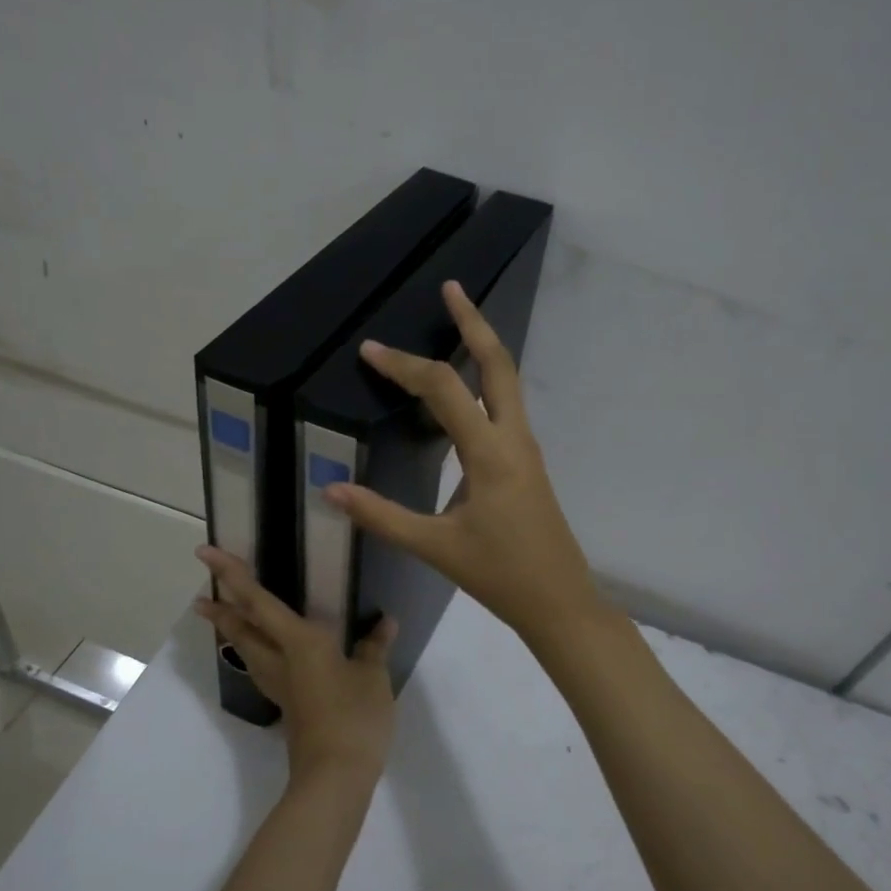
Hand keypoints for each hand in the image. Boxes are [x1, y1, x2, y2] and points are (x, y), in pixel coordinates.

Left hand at [194, 545, 399, 784]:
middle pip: (241, 629)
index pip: (258, 602)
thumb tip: (385, 621)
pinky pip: (262, 667)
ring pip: (247, 650)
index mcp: (299, 642)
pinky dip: (254, 651)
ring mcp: (280, 685)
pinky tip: (266, 653)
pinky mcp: (288, 705)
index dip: (232, 576)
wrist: (335, 776)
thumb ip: (375, 646)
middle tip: (202, 594)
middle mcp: (280, 659)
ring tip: (222, 617)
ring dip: (232, 631)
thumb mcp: (372, 676)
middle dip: (221, 609)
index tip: (205, 554)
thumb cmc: (353, 717)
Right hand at [323, 280, 601, 646]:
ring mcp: (525, 449)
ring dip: (482, 348)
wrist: (559, 601)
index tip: (370, 351)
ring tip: (456, 323)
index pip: (442, 390)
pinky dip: (484, 382)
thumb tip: (331, 490)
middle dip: (473, 323)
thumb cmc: (500, 575)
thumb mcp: (435, 547)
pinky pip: (504, 407)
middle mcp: (513, 438)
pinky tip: (462, 391)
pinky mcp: (526, 463)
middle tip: (451, 288)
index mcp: (490, 453)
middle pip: (498, 364)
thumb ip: (382, 516)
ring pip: (507, 382)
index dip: (403, 366)